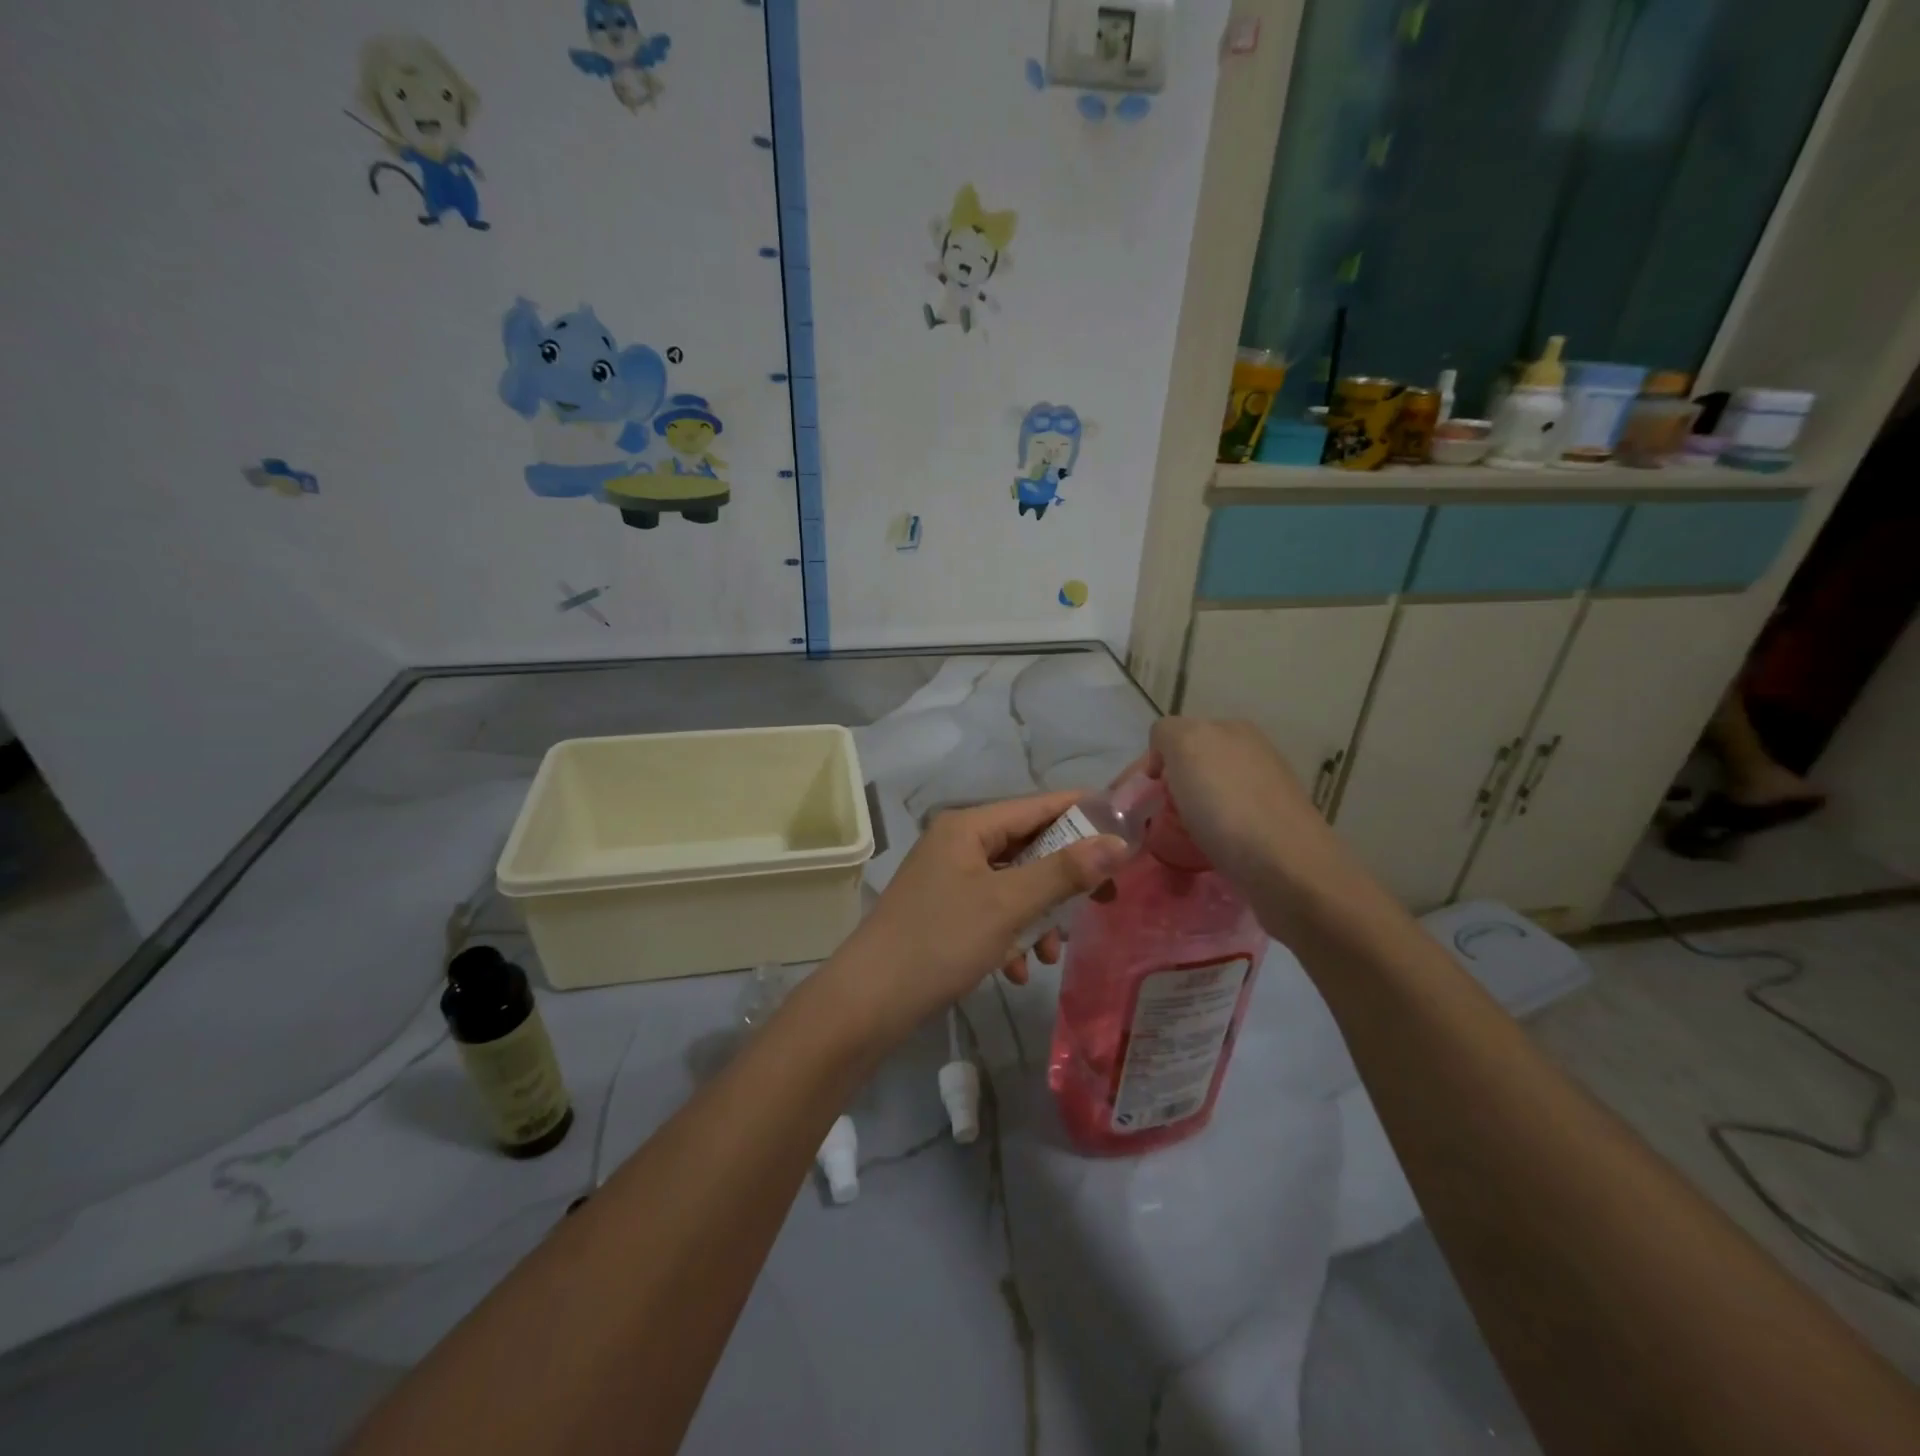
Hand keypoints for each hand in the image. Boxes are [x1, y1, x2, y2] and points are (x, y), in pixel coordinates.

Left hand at [822, 792, 1128, 1045]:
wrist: (869, 1002)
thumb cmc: (940, 942)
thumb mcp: (1008, 905)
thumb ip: (1064, 872)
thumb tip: (1118, 843)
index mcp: (969, 826)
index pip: (1039, 805)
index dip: (1084, 814)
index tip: (1128, 832)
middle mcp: (959, 843)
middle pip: (1029, 847)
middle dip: (1064, 880)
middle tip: (1103, 902)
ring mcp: (950, 879)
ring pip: (1015, 885)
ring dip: (1039, 916)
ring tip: (1049, 952)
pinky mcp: (946, 913)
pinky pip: (994, 913)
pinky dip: (1011, 936)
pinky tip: (1016, 970)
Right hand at [1133, 718, 1374, 930]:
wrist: (1288, 871)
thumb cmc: (1228, 806)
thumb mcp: (1186, 745)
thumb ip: (1167, 734)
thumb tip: (1165, 759)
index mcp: (1232, 729)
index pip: (1172, 738)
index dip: (1149, 767)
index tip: (1134, 801)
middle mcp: (1252, 754)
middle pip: (1189, 768)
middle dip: (1166, 792)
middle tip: (1149, 823)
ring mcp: (1265, 793)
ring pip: (1206, 798)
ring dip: (1185, 817)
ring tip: (1174, 843)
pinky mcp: (1271, 831)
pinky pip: (1224, 826)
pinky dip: (1207, 838)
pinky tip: (1203, 854)